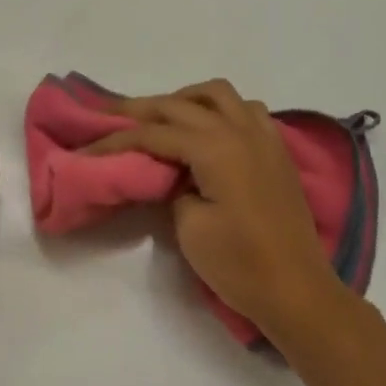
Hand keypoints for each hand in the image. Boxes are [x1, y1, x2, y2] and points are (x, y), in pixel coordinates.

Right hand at [88, 79, 348, 350]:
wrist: (297, 290)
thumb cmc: (240, 264)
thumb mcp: (190, 228)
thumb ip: (172, 189)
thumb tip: (170, 173)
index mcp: (216, 147)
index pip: (155, 133)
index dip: (117, 139)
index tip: (88, 146)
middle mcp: (240, 130)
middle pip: (181, 105)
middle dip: (142, 109)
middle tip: (110, 115)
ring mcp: (264, 137)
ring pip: (219, 94)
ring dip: (186, 99)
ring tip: (163, 120)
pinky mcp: (276, 151)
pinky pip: (247, 110)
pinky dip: (221, 110)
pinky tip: (209, 132)